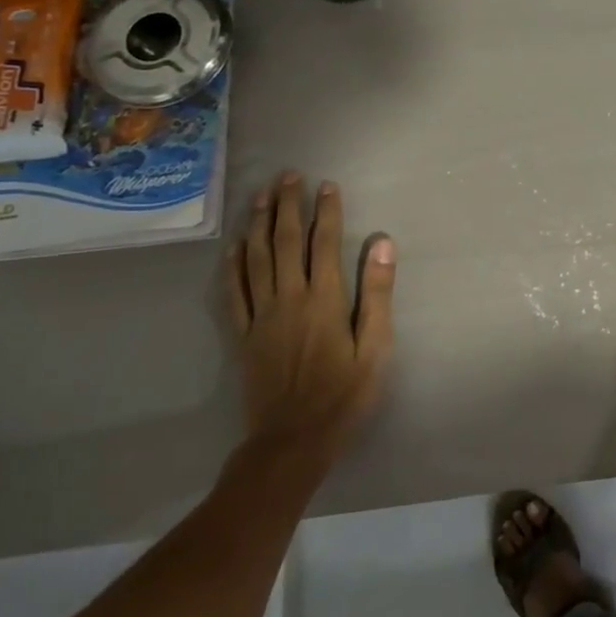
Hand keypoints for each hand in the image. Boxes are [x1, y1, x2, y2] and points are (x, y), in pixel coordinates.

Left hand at [226, 173, 395, 456]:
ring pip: (256, 259)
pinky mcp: (244, 335)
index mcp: (323, 300)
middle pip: (286, 242)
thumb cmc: (344, 395)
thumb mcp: (376, 348)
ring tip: (261, 196)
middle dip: (288, 205)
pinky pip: (234, 292)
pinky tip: (235, 246)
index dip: (326, 211)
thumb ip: (377, 294)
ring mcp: (261, 316)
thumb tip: (381, 244)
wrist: (292, 441)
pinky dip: (233, 264)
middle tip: (288, 175)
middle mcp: (288, 299)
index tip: (328, 185)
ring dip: (259, 224)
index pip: (324, 243)